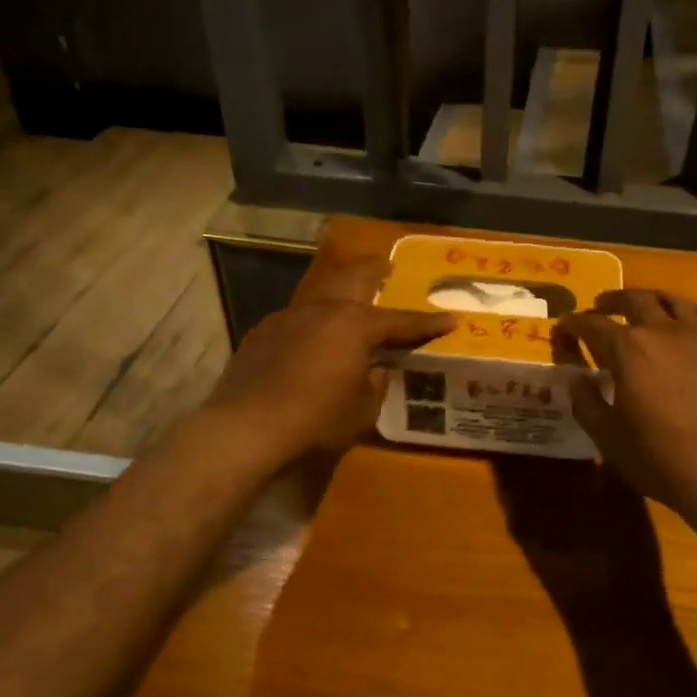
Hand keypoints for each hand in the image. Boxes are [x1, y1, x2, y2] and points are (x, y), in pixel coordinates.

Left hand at [202, 257, 453, 470]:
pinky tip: (311, 341)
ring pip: (322, 295)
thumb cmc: (316, 420)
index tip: (451, 318)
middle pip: (356, 278)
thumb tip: (376, 368)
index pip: (402, 321)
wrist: (244, 429)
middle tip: (388, 267)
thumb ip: (376, 383)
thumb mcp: (362, 410)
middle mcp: (324, 310)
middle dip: (376, 271)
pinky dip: (313, 324)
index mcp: (355, 325)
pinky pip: (297, 319)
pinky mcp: (263, 333)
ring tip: (350, 303)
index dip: (428, 322)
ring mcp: (288, 317)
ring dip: (341, 295)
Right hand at [556, 290, 696, 519]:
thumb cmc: (658, 456)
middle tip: (601, 305)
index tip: (565, 323)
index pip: (593, 326)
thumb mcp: (608, 435)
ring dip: (652, 298)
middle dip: (613, 301)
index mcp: (629, 348)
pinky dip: (690, 311)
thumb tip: (576, 379)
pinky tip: (687, 319)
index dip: (576, 323)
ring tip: (643, 303)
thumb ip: (587, 402)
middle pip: (635, 301)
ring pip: (674, 301)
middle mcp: (664, 330)